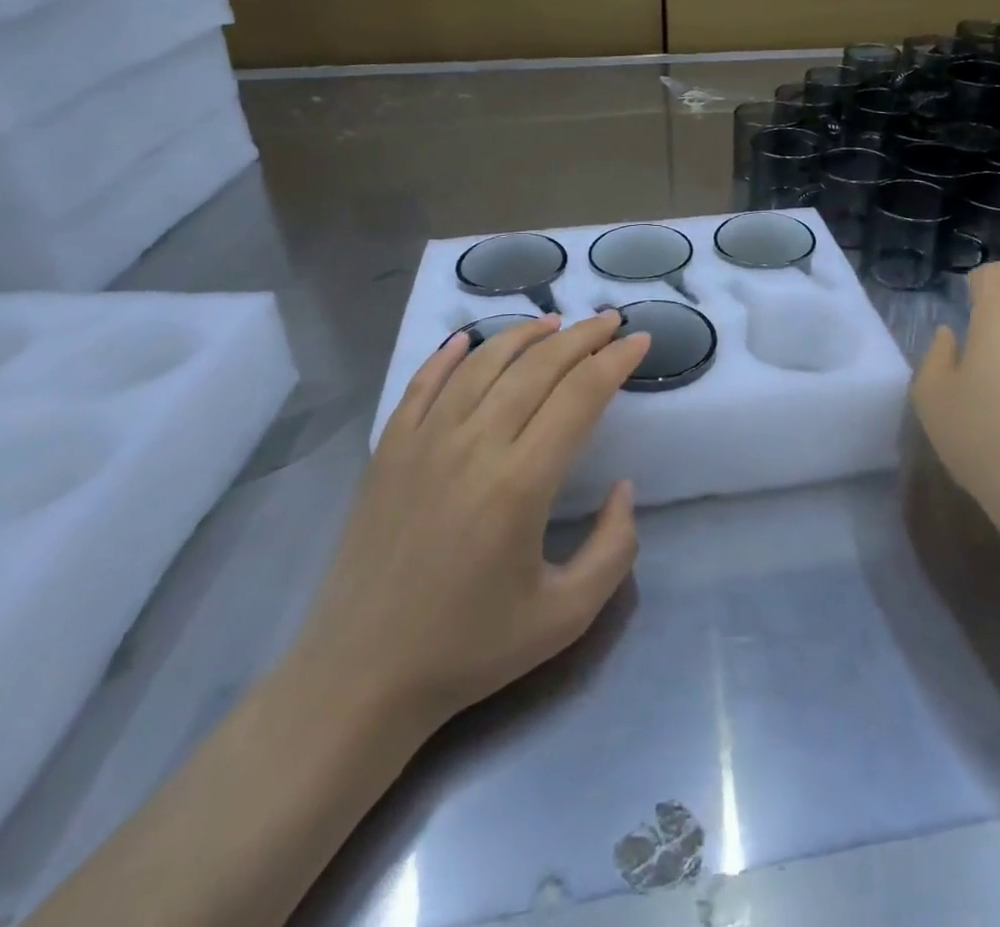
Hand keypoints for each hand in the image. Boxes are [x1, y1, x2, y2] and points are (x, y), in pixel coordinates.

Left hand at [288, 311, 648, 752]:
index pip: (580, 396)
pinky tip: (467, 339)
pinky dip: (448, 355)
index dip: (615, 361)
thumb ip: (614, 548)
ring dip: (523, 336)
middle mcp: (473, 446)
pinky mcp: (388, 451)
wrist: (360, 678)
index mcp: (520, 483)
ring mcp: (423, 443)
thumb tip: (623, 487)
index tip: (640, 340)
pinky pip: (422, 385)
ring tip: (554, 323)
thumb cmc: (469, 649)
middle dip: (581, 337)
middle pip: (537, 368)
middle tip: (609, 320)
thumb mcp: (566, 616)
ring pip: (482, 364)